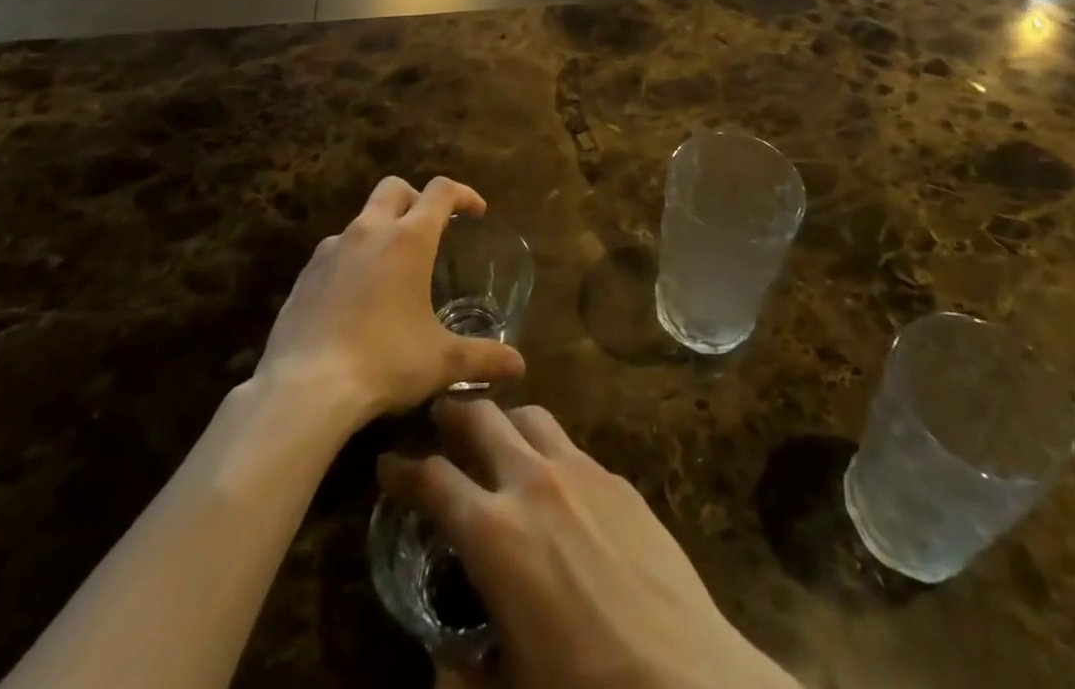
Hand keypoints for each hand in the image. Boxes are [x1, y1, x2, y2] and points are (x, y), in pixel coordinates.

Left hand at [257, 177, 524, 424]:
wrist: (304, 390)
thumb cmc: (384, 363)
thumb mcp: (441, 362)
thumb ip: (483, 358)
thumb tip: (519, 366)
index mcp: (408, 239)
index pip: (441, 191)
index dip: (463, 194)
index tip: (476, 212)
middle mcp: (369, 231)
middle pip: (394, 188)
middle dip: (416, 199)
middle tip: (431, 228)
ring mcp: (331, 250)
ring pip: (362, 219)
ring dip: (382, 230)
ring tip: (393, 271)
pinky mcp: (304, 275)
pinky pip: (335, 252)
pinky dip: (353, 260)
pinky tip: (357, 299)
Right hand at [380, 401, 798, 688]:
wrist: (687, 680)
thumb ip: (462, 673)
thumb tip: (442, 660)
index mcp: (493, 533)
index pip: (431, 479)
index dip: (401, 468)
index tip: (387, 462)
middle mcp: (532, 482)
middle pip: (479, 417)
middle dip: (451, 412)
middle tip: (437, 419)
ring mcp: (580, 471)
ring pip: (529, 416)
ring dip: (504, 421)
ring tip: (497, 441)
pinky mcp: (618, 478)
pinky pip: (571, 446)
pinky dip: (549, 452)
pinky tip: (556, 484)